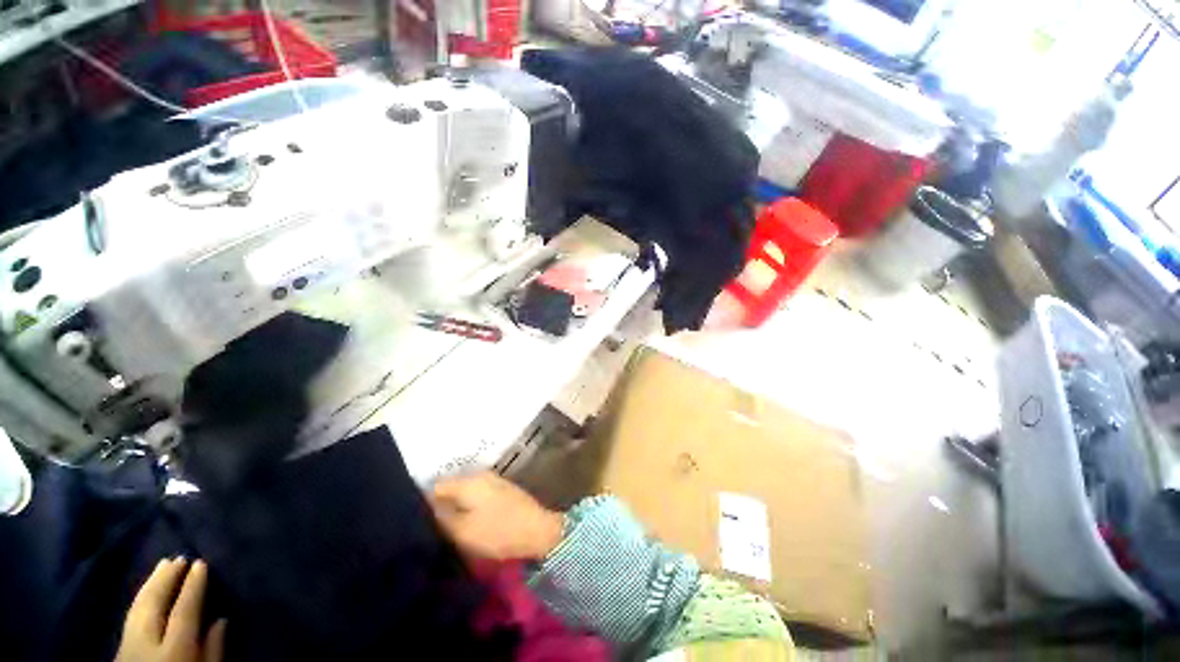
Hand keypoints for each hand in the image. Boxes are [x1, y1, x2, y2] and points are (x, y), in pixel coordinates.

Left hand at [116, 558, 226, 661]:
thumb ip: (214, 651)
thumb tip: (221, 619)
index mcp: (174, 649)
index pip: (184, 610)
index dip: (193, 585)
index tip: (201, 562)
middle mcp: (147, 641)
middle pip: (154, 603)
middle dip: (167, 578)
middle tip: (179, 556)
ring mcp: (128, 644)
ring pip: (137, 607)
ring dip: (151, 583)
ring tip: (162, 564)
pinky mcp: (119, 648)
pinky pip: (130, 615)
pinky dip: (139, 598)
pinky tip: (145, 590)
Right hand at [430, 472, 563, 561]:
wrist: (537, 530)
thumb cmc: (498, 532)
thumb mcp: (462, 531)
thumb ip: (440, 516)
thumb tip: (423, 506)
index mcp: (468, 481)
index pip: (435, 486)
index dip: (421, 504)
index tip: (414, 523)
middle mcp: (479, 475)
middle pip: (449, 487)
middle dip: (438, 505)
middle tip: (428, 528)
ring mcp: (492, 481)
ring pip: (463, 492)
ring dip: (453, 507)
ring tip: (444, 528)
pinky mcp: (500, 490)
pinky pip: (475, 495)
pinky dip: (467, 507)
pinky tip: (465, 522)